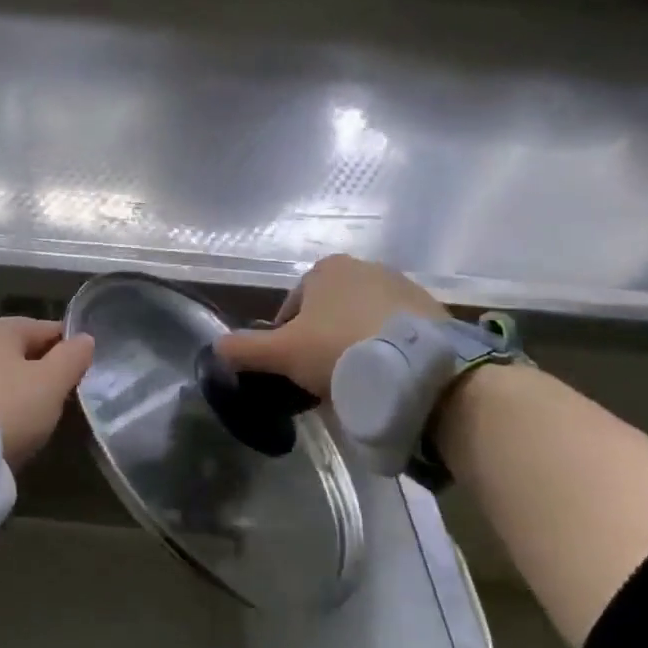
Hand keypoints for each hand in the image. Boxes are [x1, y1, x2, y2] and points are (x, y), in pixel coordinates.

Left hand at [0, 317, 94, 470]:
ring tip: (35, 425)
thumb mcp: (51, 383)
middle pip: (21, 354)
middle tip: (63, 406)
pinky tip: (4, 433)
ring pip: (0, 379)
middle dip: (43, 376)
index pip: (48, 330)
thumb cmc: (6, 408)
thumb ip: (72, 358)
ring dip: (18, 396)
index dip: (71, 352)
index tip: (85, 379)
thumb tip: (85, 339)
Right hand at [215, 254, 445, 397]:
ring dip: (355, 344)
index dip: (286, 339)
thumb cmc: (340, 349)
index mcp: (325, 269)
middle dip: (323, 340)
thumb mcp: (282, 353)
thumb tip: (215, 348)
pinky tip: (387, 376)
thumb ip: (245, 348)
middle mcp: (364, 266)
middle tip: (325, 377)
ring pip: (362, 320)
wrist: (419, 367)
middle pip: (329, 312)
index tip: (294, 368)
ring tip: (358, 381)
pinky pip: (396, 331)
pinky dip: (387, 348)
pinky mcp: (432, 310)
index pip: (293, 306)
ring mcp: (402, 286)